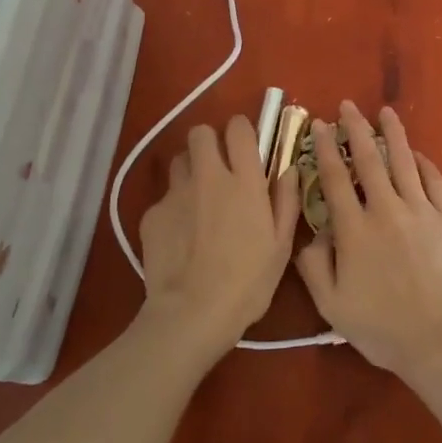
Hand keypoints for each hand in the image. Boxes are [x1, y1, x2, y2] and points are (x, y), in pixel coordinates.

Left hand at [138, 116, 297, 358]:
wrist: (192, 314)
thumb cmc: (247, 283)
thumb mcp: (281, 245)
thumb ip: (286, 200)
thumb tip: (289, 169)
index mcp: (244, 181)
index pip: (238, 127)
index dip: (241, 131)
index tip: (245, 147)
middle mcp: (208, 177)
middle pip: (200, 132)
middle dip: (209, 143)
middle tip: (218, 168)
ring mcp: (176, 193)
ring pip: (179, 161)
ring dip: (190, 171)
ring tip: (197, 199)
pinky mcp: (152, 214)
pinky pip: (164, 197)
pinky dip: (173, 208)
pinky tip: (180, 236)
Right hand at [294, 101, 441, 380]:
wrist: (439, 341)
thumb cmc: (381, 327)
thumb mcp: (331, 305)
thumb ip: (313, 266)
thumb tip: (311, 234)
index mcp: (354, 229)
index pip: (335, 178)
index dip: (326, 148)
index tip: (321, 126)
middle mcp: (386, 210)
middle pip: (369, 160)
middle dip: (356, 128)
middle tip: (348, 106)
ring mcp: (421, 211)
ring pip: (404, 162)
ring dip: (393, 134)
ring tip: (385, 113)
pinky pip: (435, 181)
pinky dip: (424, 163)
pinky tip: (417, 154)